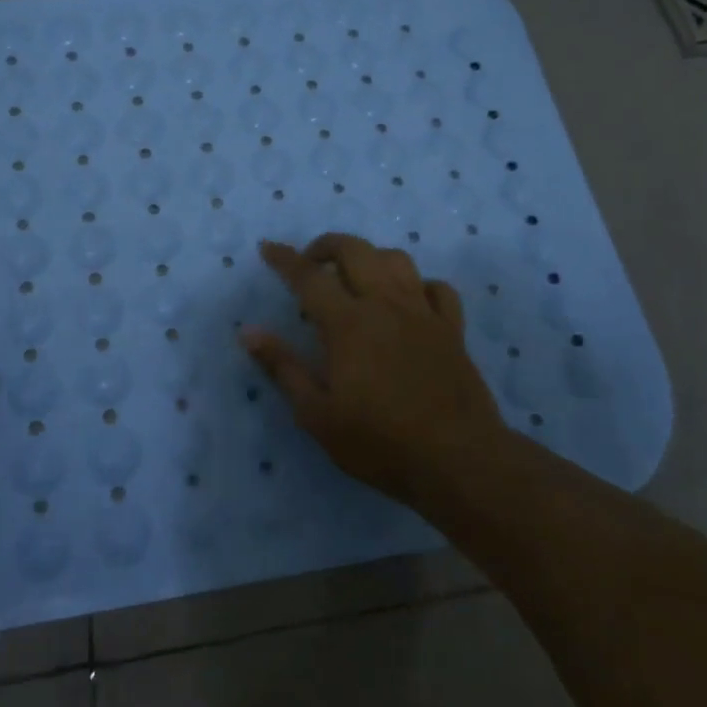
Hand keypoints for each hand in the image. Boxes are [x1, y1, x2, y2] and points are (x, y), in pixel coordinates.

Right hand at [242, 233, 504, 505]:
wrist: (458, 460)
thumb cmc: (379, 442)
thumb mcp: (317, 414)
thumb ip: (283, 367)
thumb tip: (248, 332)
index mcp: (348, 323)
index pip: (308, 277)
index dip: (284, 259)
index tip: (268, 247)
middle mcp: (385, 305)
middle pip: (355, 250)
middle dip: (327, 246)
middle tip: (311, 264)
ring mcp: (423, 313)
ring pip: (397, 260)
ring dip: (370, 258)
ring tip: (357, 279)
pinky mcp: (452, 329)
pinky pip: (437, 288)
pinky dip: (418, 285)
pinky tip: (409, 301)